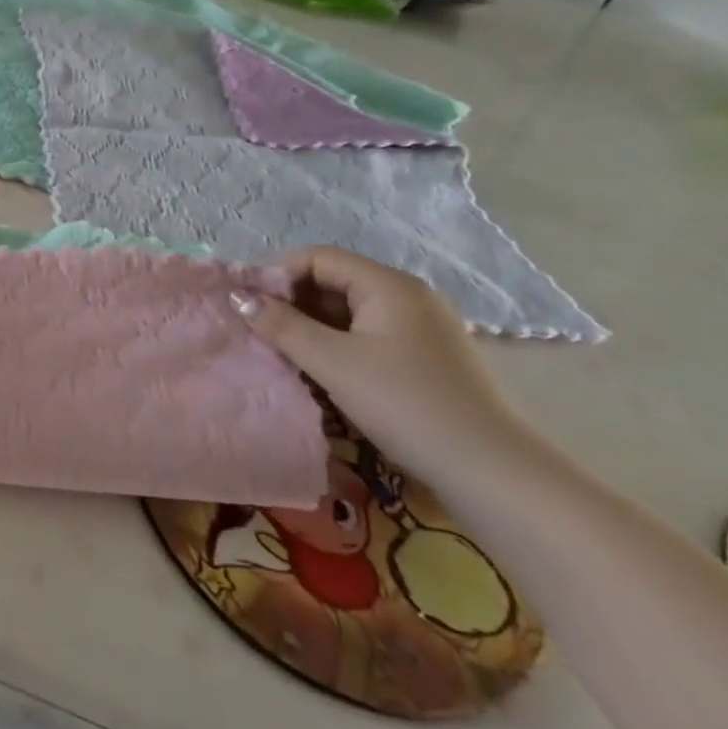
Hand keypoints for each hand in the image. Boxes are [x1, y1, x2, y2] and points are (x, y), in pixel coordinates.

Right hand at [231, 248, 537, 486]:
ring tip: (284, 354)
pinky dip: (338, 345)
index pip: (319, 258)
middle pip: (334, 282)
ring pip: (350, 312)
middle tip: (260, 331)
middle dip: (293, 303)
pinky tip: (322, 372)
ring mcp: (421, 328)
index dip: (278, 275)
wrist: (489, 470)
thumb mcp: (332, 362)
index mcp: (388, 285)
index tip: (248, 304)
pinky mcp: (426, 358)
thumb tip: (237, 297)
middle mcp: (407, 296)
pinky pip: (368, 335)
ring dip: (312, 327)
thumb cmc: (404, 403)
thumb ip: (281, 326)